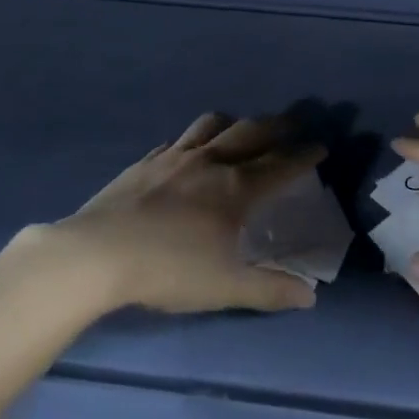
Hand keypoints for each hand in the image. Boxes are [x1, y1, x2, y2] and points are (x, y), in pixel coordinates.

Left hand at [45, 112, 325, 314]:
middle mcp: (209, 162)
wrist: (98, 253)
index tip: (321, 146)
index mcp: (235, 189)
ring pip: (211, 125)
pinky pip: (176, 139)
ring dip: (234, 122)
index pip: (280, 164)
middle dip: (277, 126)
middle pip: (251, 132)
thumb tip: (310, 297)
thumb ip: (269, 290)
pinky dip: (193, 139)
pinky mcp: (144, 162)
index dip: (304, 155)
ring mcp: (173, 157)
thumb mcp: (225, 287)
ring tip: (241, 128)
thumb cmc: (168, 270)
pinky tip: (187, 151)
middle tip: (294, 125)